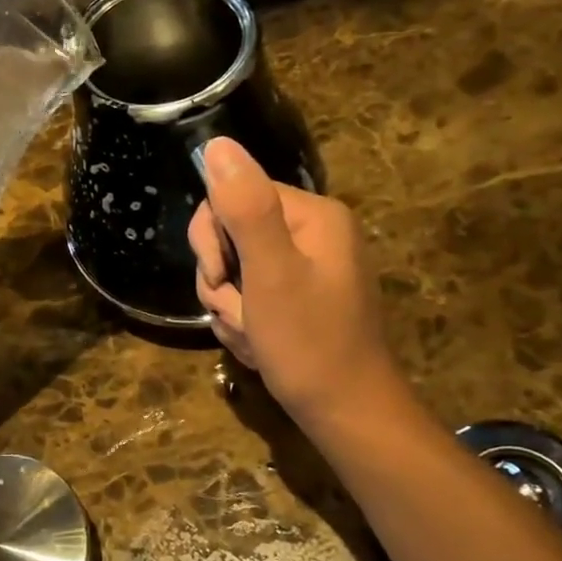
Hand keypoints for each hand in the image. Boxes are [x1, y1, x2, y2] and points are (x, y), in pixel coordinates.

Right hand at [188, 138, 407, 427]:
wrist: (347, 416)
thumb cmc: (310, 344)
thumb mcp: (271, 273)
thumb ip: (245, 207)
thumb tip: (218, 144)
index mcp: (312, 216)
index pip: (233, 196)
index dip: (213, 239)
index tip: (222, 278)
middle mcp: (311, 232)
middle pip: (231, 233)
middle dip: (222, 280)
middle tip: (240, 314)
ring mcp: (306, 267)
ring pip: (234, 269)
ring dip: (230, 306)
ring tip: (253, 336)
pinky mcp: (298, 297)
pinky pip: (250, 295)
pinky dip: (244, 321)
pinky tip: (260, 345)